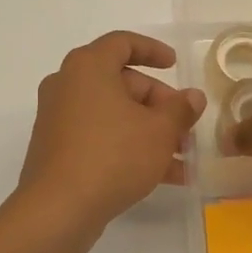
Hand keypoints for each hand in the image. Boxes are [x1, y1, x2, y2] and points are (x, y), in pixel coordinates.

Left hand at [13, 31, 206, 252]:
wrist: (58, 209)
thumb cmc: (112, 156)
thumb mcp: (159, 131)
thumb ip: (180, 109)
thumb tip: (193, 97)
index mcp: (88, 67)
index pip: (122, 43)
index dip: (153, 50)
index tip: (175, 65)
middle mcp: (68, 85)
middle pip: (121, 83)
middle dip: (159, 105)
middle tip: (185, 126)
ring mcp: (59, 119)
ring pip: (114, 115)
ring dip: (149, 132)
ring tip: (183, 158)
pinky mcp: (57, 149)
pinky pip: (100, 137)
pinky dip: (128, 148)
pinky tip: (163, 177)